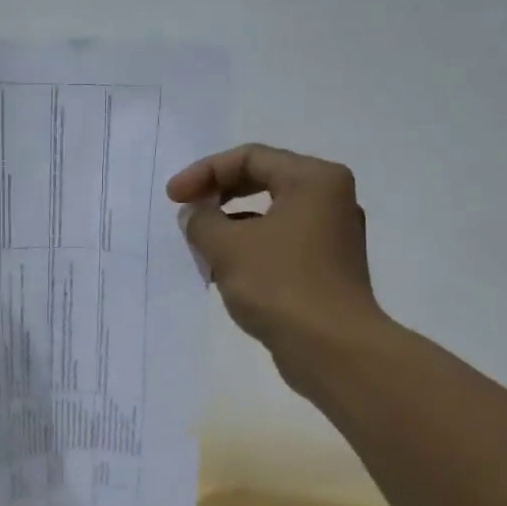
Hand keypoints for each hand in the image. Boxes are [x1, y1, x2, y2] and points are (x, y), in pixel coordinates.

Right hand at [168, 144, 385, 388]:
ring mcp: (333, 236)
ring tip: (202, 247)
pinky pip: (281, 244)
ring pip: (271, 215)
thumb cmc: (280, 285)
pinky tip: (226, 273)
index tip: (173, 198)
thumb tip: (195, 214)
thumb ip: (202, 221)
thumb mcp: (228, 247)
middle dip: (219, 195)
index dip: (205, 173)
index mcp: (314, 179)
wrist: (331, 348)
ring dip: (232, 225)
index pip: (250, 157)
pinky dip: (250, 249)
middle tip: (187, 213)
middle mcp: (330, 199)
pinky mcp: (327, 269)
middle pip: (264, 181)